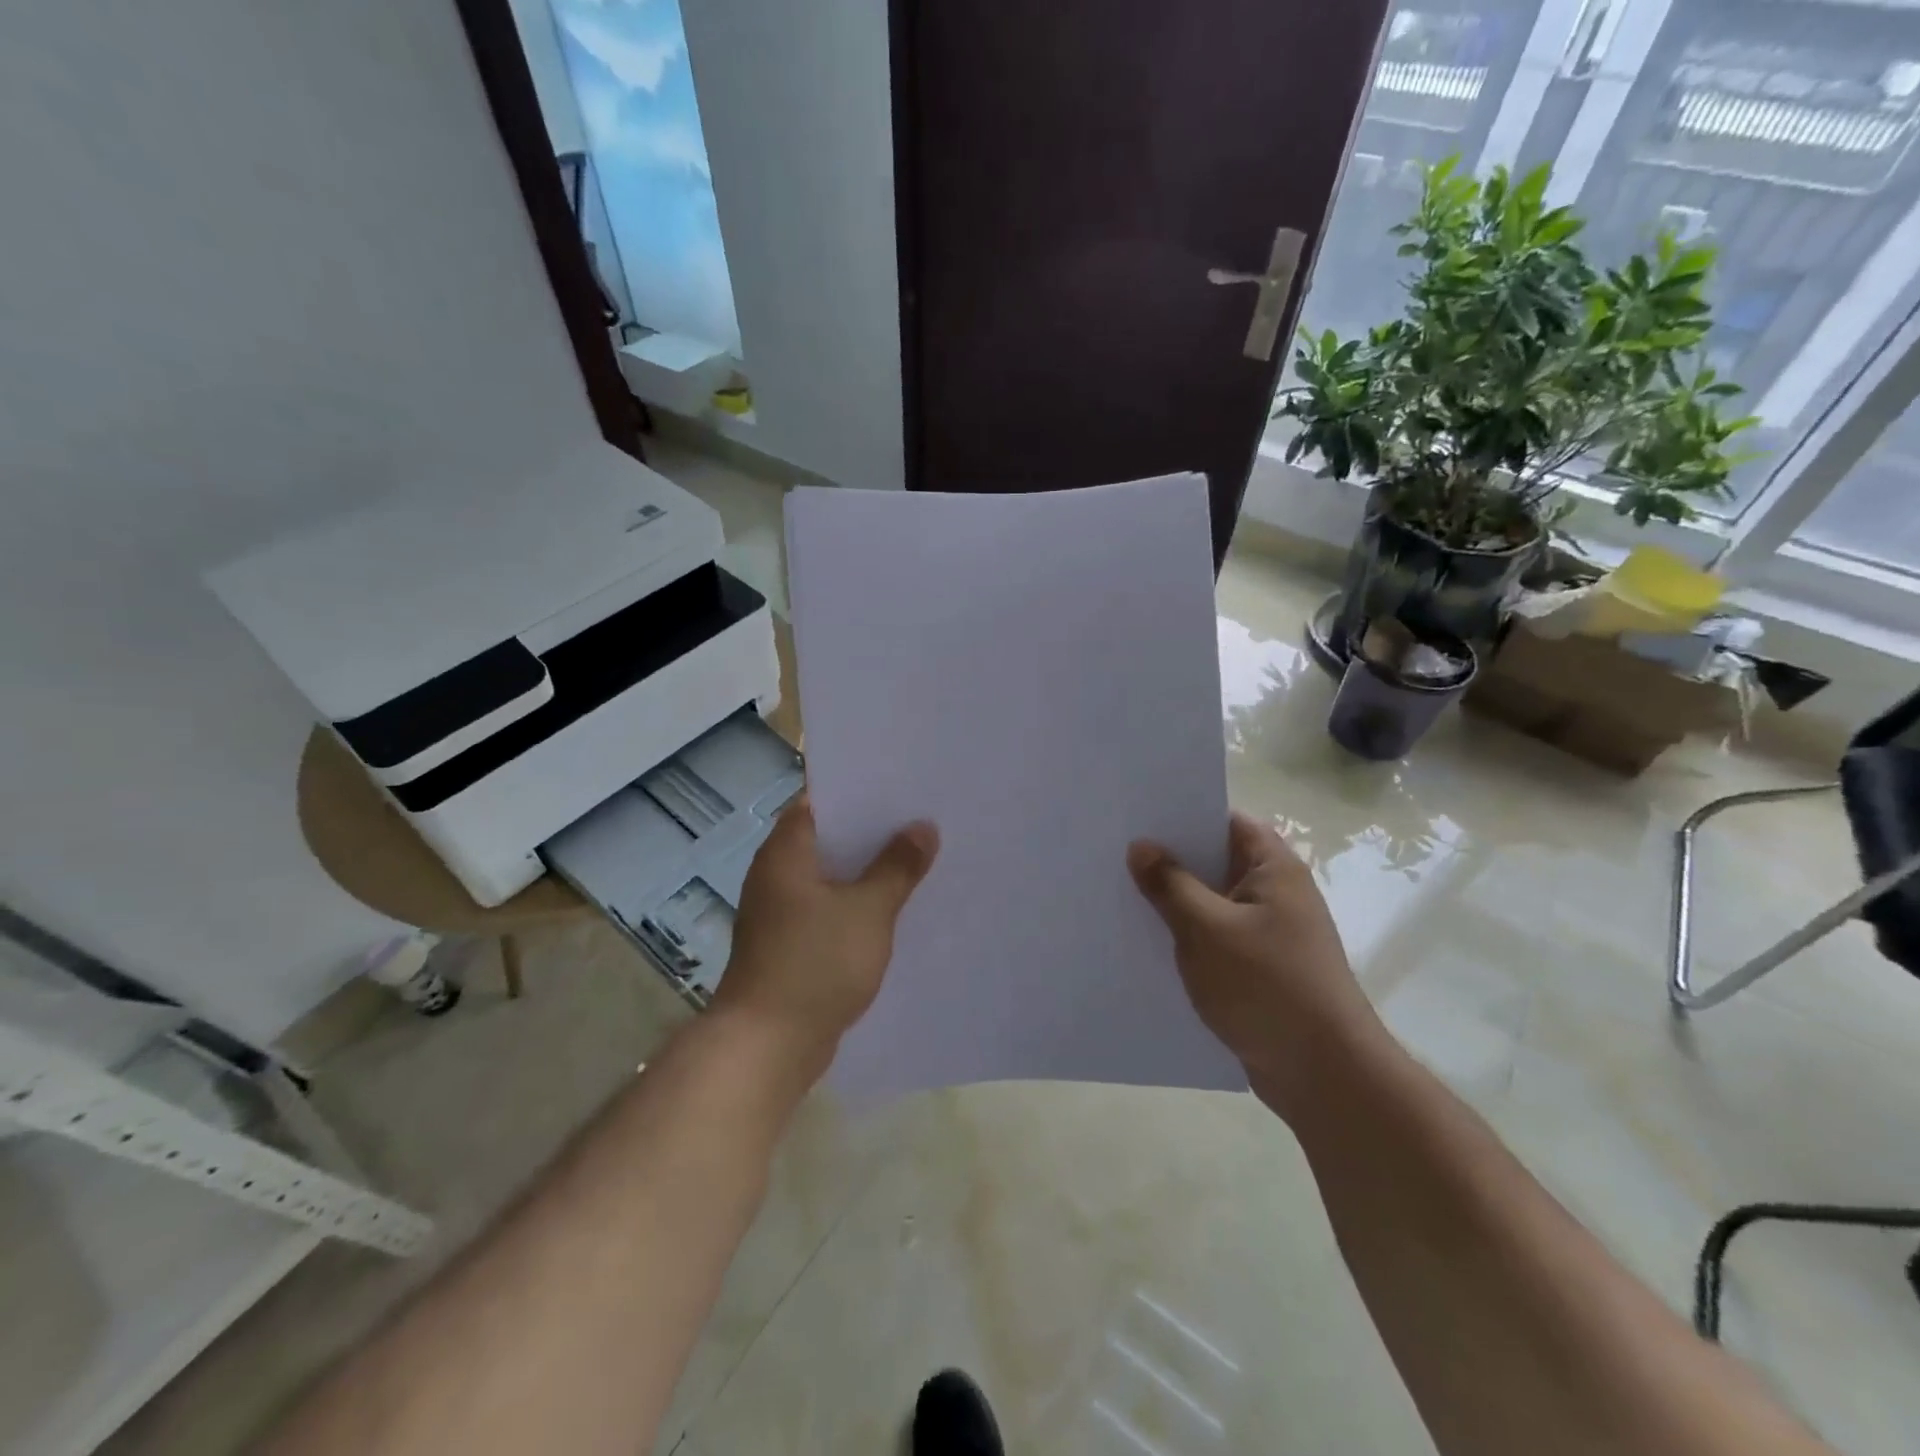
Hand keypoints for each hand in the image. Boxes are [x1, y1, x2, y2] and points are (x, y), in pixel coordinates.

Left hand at [713, 795, 939, 1057]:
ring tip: (917, 858)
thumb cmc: (815, 963)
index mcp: (785, 853)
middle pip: (828, 838)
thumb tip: (922, 827)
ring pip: (831, 877)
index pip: (819, 800)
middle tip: (920, 820)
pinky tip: (894, 908)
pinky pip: (829, 909)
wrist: (767, 1045)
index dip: (858, 790)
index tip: (899, 785)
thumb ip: (897, 866)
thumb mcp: (868, 910)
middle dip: (872, 832)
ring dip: (867, 870)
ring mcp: (781, 912)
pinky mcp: (790, 944)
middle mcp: (776, 875)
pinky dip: (857, 904)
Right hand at [1127, 810, 1379, 1114]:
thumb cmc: (1267, 985)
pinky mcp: (1259, 968)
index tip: (1138, 815)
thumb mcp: (1207, 929)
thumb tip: (1141, 846)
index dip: (1184, 814)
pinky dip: (1187, 936)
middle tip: (1116, 851)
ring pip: (1212, 902)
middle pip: (1216, 861)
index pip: (1226, 821)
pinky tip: (1148, 941)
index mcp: (1274, 869)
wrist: (1323, 1074)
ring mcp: (1269, 932)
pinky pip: (1215, 938)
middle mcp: (1276, 893)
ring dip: (1175, 901)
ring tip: (1120, 892)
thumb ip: (1170, 885)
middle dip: (1170, 859)